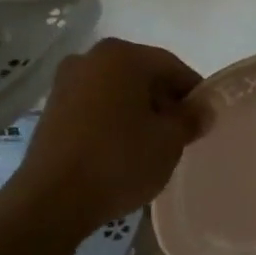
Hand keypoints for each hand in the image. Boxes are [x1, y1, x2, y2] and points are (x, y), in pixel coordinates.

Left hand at [6, 37, 204, 238]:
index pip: (172, 67)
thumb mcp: (169, 141)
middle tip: (179, 136)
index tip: (204, 120)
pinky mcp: (51, 109)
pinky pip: (94, 106)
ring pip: (116, 91)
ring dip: (136, 111)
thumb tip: (203, 108)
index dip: (193, 93)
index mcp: (123, 55)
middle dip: (163, 101)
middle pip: (142, 75)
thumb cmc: (119, 161)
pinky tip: (119, 150)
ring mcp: (66, 82)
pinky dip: (111, 120)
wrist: (51, 199)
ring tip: (149, 147)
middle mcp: (91, 57)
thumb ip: (191, 119)